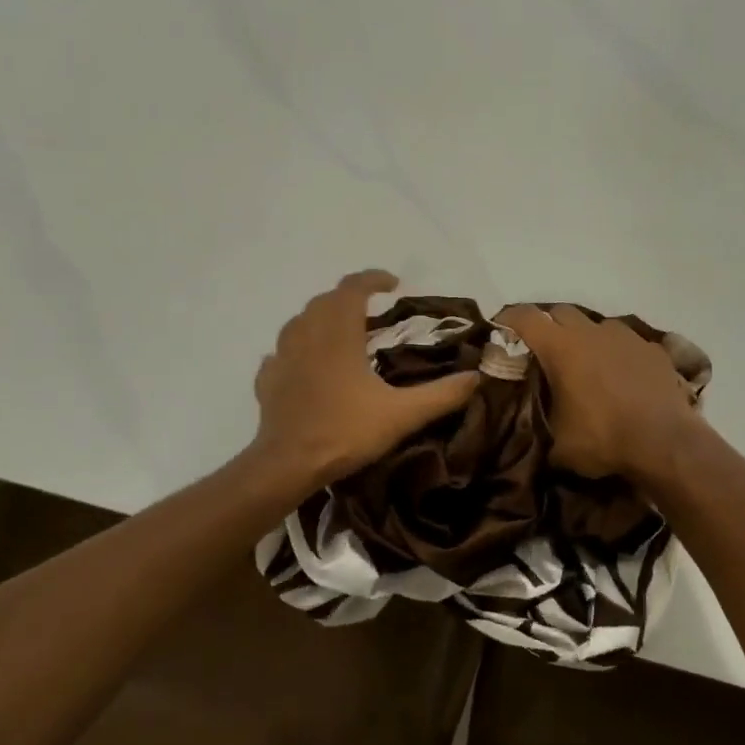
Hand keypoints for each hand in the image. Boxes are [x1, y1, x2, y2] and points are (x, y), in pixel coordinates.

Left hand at [252, 271, 478, 487]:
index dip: (373, 279)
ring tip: (341, 332)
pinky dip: (298, 349)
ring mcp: (282, 357)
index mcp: (338, 334)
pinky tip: (307, 365)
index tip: (393, 283)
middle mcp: (307, 336)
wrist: (287, 465)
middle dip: (349, 297)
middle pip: (325, 300)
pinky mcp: (268, 381)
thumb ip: (442, 395)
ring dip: (321, 318)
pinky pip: (282, 353)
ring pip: (300, 322)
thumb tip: (477, 377)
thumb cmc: (345, 432)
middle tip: (372, 309)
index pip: (352, 288)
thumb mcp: (402, 414)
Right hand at [499, 305, 705, 484]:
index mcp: (561, 347)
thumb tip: (527, 431)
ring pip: (596, 325)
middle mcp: (591, 332)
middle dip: (548, 326)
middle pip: (560, 313)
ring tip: (584, 364)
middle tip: (542, 351)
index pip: (525, 317)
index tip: (500, 328)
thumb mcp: (557, 446)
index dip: (508, 319)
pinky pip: (626, 342)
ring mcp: (626, 337)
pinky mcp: (653, 349)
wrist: (666, 443)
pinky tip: (619, 376)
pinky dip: (616, 353)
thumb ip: (538, 427)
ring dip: (585, 338)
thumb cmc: (603, 439)